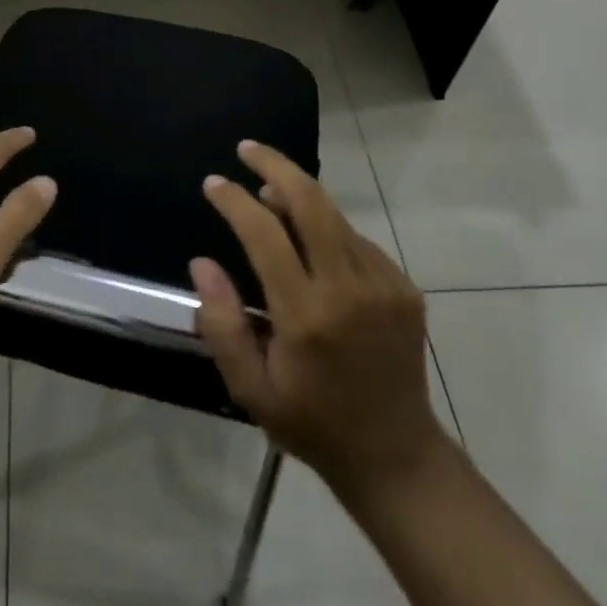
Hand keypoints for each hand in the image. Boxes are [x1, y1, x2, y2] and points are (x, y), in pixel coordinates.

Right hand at [191, 140, 443, 502]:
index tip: (213, 184)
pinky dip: (326, 228)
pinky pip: (356, 240)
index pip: (265, 233)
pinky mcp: (404, 289)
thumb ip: (221, 323)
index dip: (235, 200)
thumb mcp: (250, 387)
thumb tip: (202, 262)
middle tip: (246, 149)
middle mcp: (349, 289)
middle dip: (275, 165)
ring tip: (268, 191)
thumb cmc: (311, 422)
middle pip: (311, 201)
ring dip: (299, 195)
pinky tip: (310, 242)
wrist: (396, 456)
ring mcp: (384, 285)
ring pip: (335, 216)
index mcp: (306, 315)